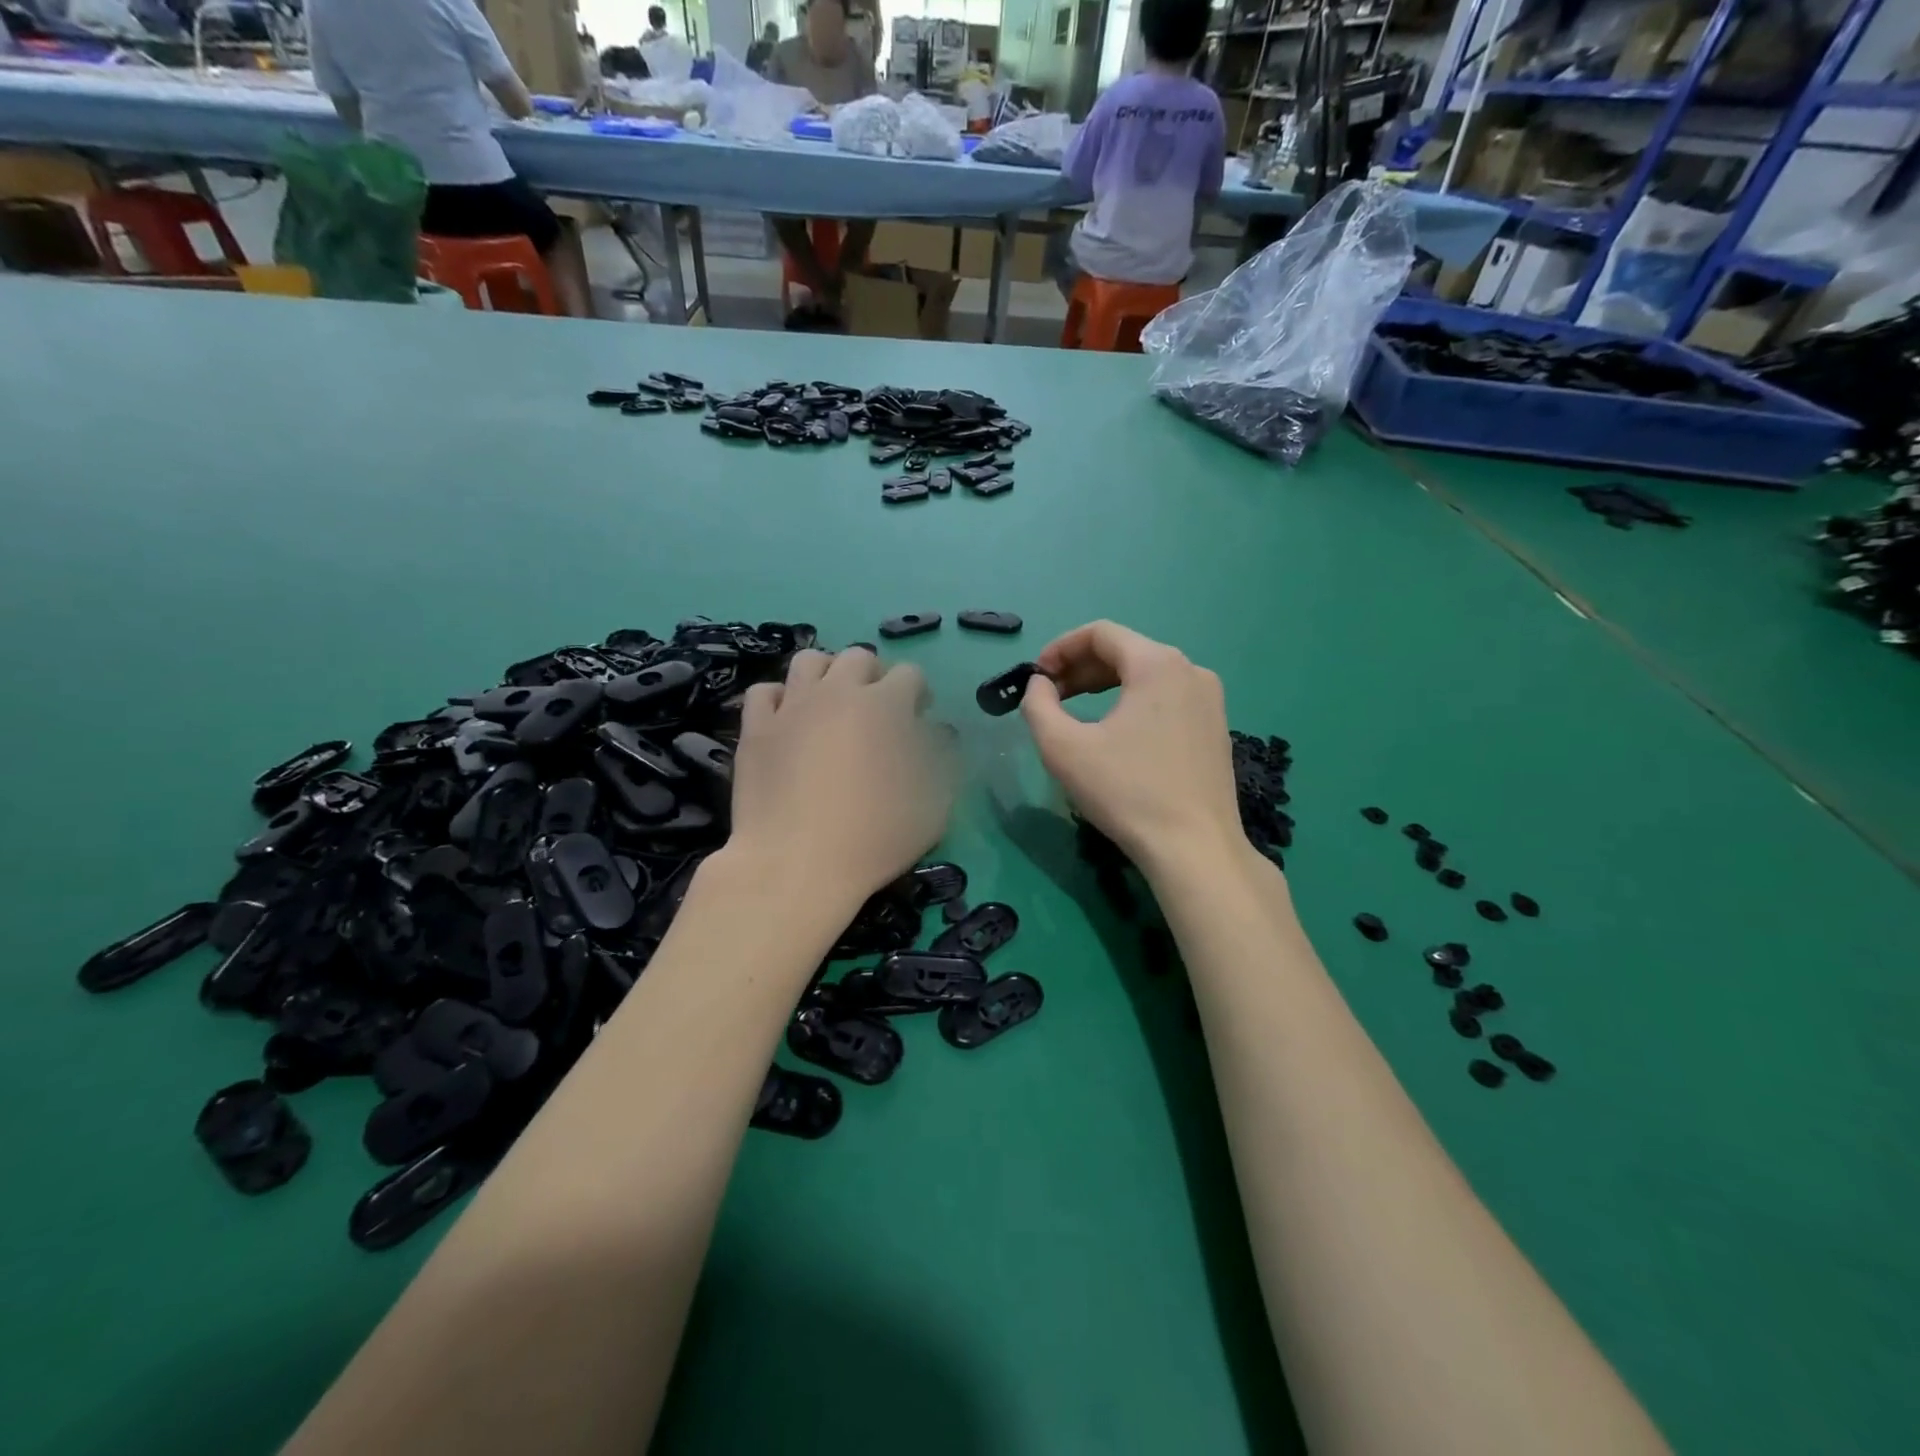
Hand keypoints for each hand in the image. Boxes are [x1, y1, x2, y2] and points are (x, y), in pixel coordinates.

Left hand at [729, 648, 951, 910]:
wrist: (797, 865)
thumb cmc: (875, 836)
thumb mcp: (935, 805)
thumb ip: (941, 759)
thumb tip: (935, 734)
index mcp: (886, 705)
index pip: (910, 674)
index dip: (918, 694)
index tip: (918, 719)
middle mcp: (838, 692)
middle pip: (859, 657)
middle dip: (874, 676)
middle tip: (875, 712)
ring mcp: (792, 706)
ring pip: (809, 660)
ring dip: (827, 675)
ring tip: (831, 706)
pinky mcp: (756, 728)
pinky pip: (766, 691)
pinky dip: (781, 699)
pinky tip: (788, 721)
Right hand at [1020, 622, 1245, 874]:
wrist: (1194, 847)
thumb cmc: (1126, 792)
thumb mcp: (1063, 747)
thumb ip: (1038, 705)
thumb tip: (1039, 685)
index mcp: (1157, 663)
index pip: (1100, 633)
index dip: (1060, 648)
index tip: (1036, 677)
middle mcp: (1190, 670)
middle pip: (1125, 651)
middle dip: (1080, 669)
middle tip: (1050, 697)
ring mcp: (1210, 699)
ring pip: (1146, 675)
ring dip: (1105, 686)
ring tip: (1076, 713)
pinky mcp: (1216, 727)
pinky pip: (1166, 698)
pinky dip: (1133, 703)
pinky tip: (1116, 734)